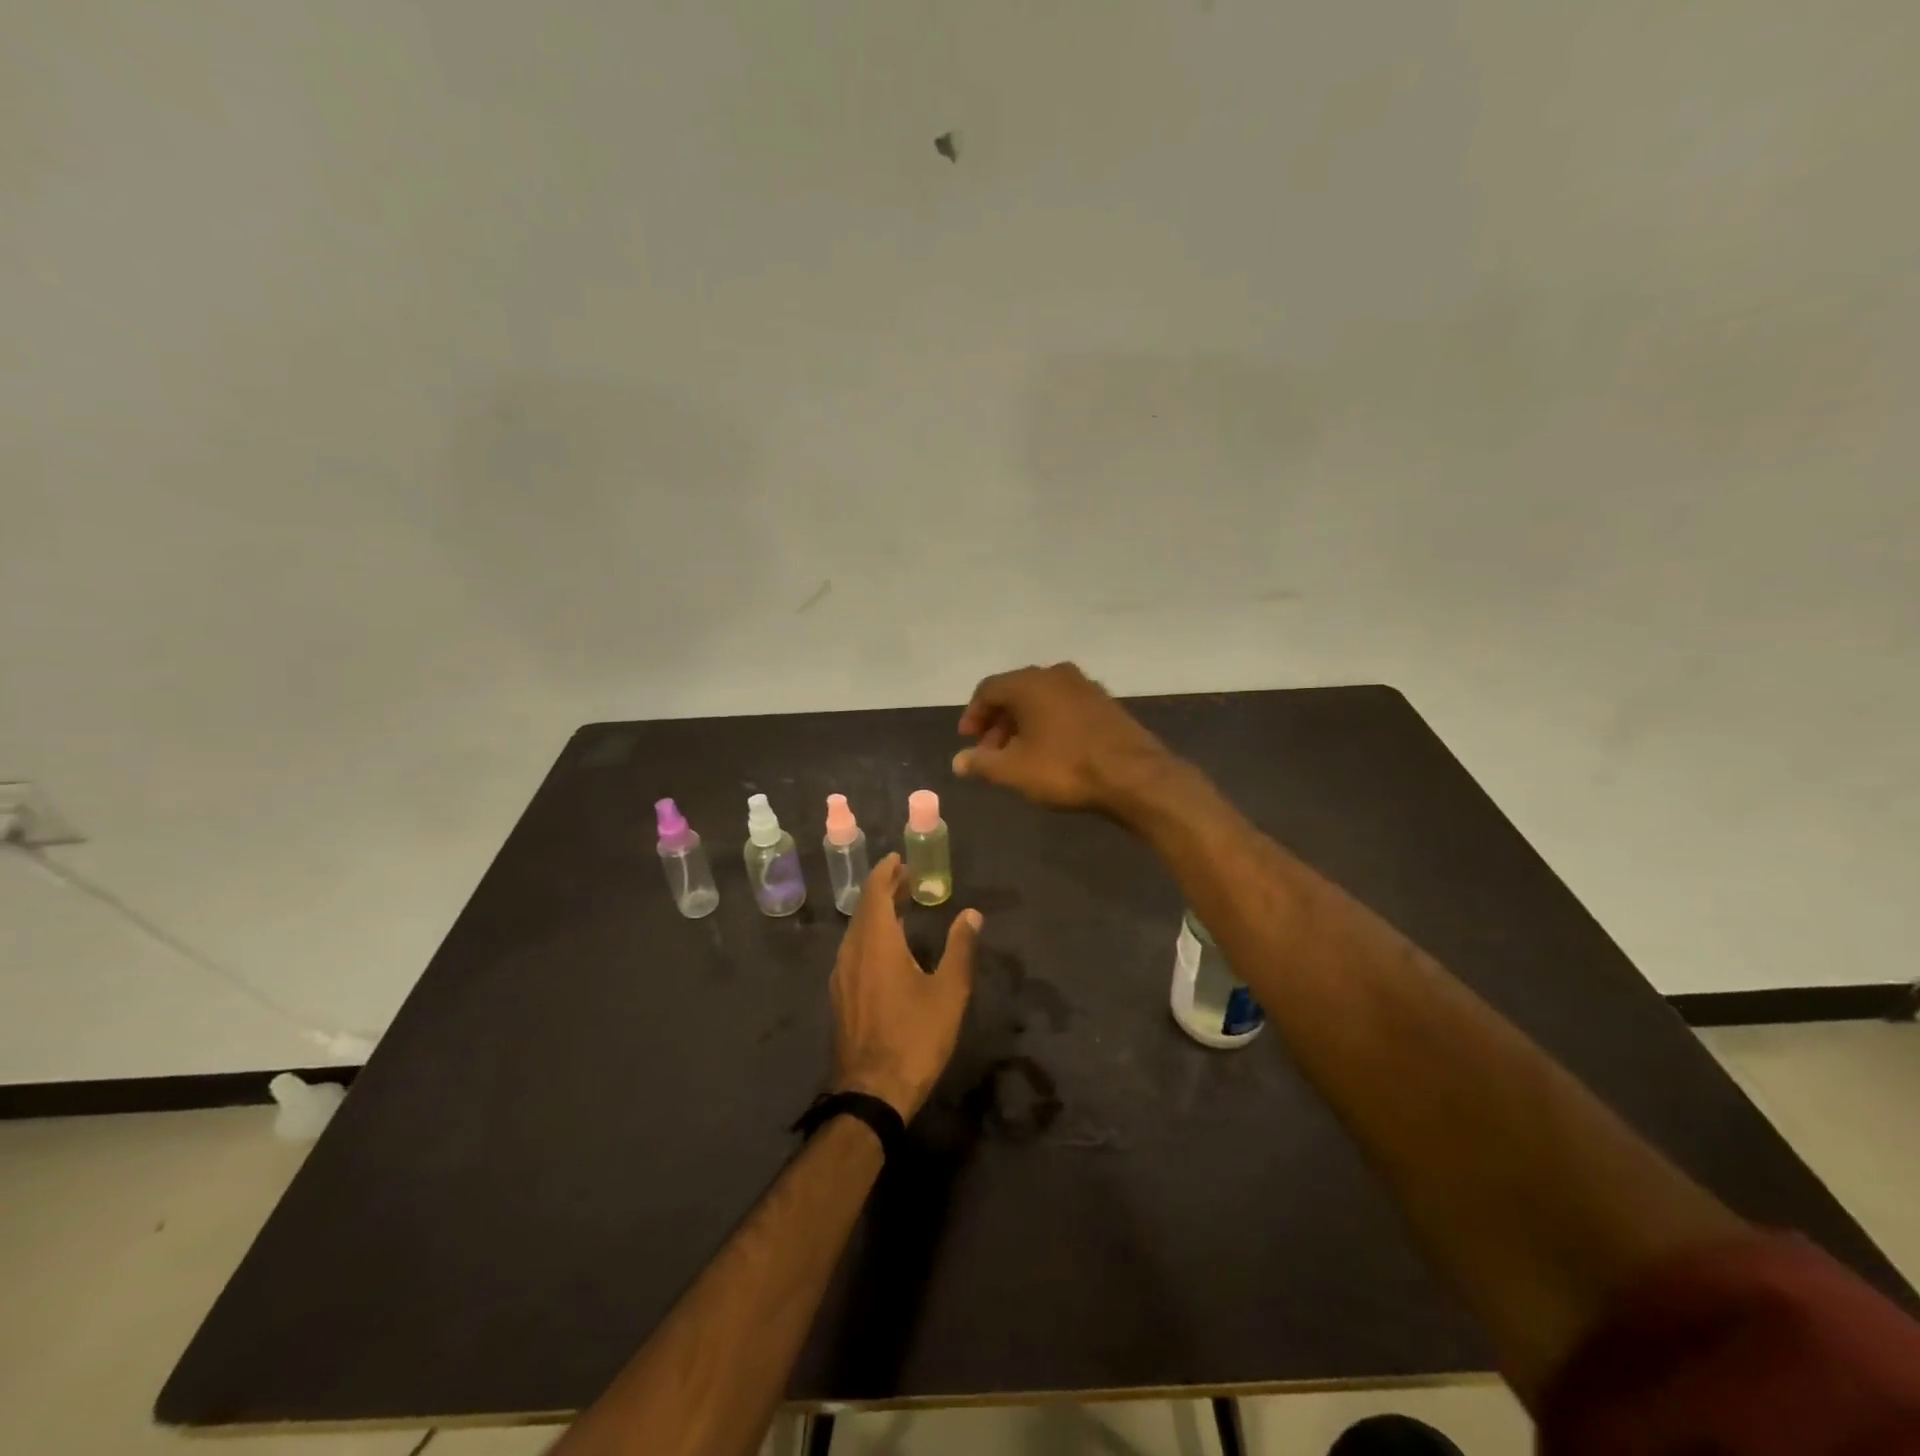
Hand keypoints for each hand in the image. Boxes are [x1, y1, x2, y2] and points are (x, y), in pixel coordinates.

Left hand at [829, 854, 979, 1120]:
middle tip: (907, 878)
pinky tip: (886, 948)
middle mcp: (852, 951)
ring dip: (877, 912)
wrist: (873, 1090)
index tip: (899, 859)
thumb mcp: (948, 992)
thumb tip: (971, 914)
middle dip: (884, 889)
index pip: (876, 892)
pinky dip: (870, 935)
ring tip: (900, 907)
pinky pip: (853, 950)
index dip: (886, 872)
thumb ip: (959, 948)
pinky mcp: (841, 995)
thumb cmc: (915, 1037)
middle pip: (864, 908)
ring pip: (857, 930)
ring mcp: (842, 974)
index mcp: (876, 942)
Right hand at [952, 662, 1175, 814]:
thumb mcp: (1014, 771)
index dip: (973, 714)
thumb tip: (958, 762)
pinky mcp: (1106, 703)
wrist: (1134, 775)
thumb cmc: (1065, 768)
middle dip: (998, 721)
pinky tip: (1050, 750)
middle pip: (1015, 691)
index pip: (988, 689)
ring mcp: (1085, 686)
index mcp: (1029, 683)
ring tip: (1019, 754)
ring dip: (1024, 723)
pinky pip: (1065, 706)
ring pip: (1042, 699)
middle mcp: (1056, 674)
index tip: (968, 740)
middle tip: (991, 751)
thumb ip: (982, 763)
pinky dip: (1049, 723)